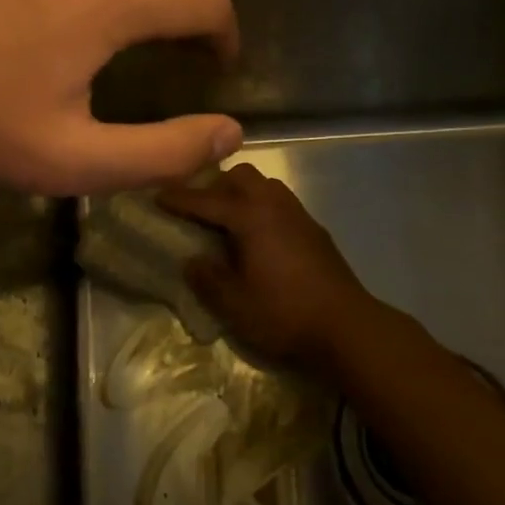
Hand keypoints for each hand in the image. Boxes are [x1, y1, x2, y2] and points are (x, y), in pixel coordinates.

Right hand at [159, 164, 378, 367]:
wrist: (347, 327)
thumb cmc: (284, 314)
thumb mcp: (234, 304)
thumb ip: (207, 279)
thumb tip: (191, 261)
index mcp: (250, 216)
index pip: (206, 199)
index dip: (179, 198)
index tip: (157, 196)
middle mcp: (274, 205)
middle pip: (240, 176)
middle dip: (214, 185)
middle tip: (196, 207)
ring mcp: (298, 214)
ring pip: (264, 185)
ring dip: (240, 193)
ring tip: (225, 218)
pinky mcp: (314, 229)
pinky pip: (279, 202)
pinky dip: (260, 206)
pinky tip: (257, 235)